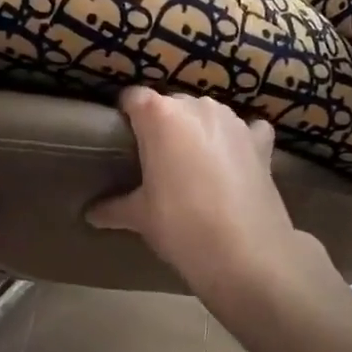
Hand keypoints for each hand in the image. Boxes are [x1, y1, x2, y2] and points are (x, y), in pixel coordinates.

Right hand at [87, 88, 316, 312]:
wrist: (246, 254)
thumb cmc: (182, 225)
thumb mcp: (140, 217)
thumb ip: (114, 208)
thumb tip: (90, 214)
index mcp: (159, 116)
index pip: (133, 98)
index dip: (126, 116)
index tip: (123, 141)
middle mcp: (197, 106)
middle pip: (171, 105)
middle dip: (163, 127)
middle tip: (158, 162)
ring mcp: (233, 120)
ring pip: (207, 115)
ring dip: (200, 131)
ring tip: (196, 166)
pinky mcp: (260, 140)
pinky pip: (247, 129)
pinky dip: (241, 140)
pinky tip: (238, 161)